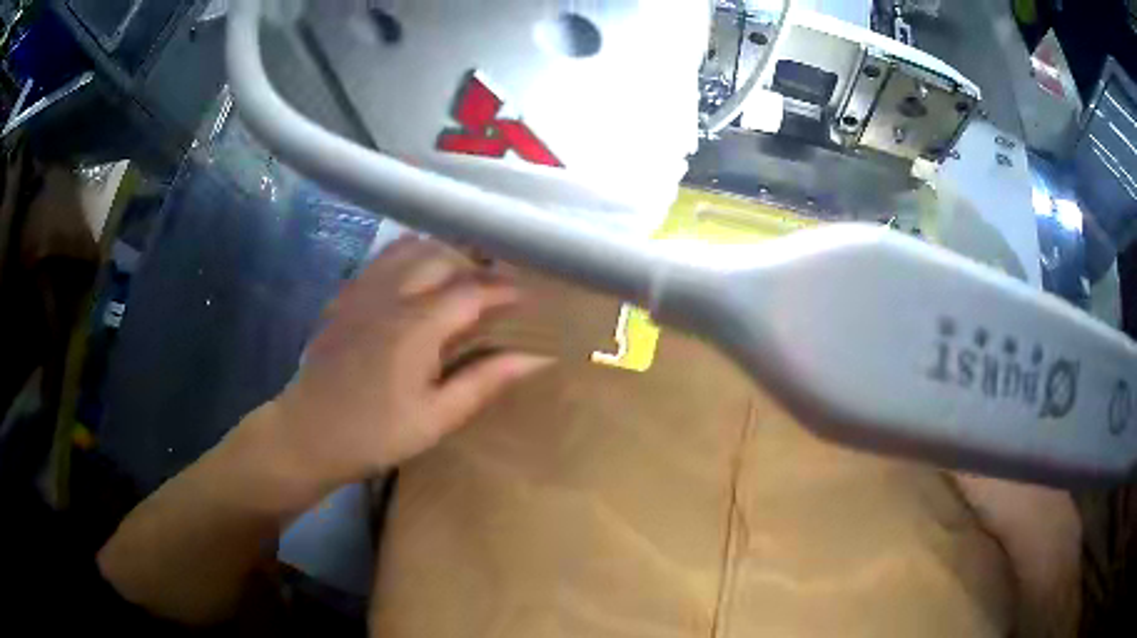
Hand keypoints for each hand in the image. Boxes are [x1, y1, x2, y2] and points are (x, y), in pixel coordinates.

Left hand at [251, 236, 551, 492]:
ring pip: (409, 247)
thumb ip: (484, 381)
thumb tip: (536, 357)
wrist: (307, 434)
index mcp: (417, 326)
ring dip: (442, 253)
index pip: (472, 290)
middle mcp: (390, 295)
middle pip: (442, 256)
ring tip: (460, 274)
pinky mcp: (344, 297)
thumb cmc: (375, 434)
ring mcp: (362, 291)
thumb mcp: (436, 418)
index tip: (527, 298)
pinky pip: (381, 259)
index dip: (504, 290)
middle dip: (475, 264)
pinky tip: (414, 278)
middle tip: (496, 287)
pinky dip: (407, 256)